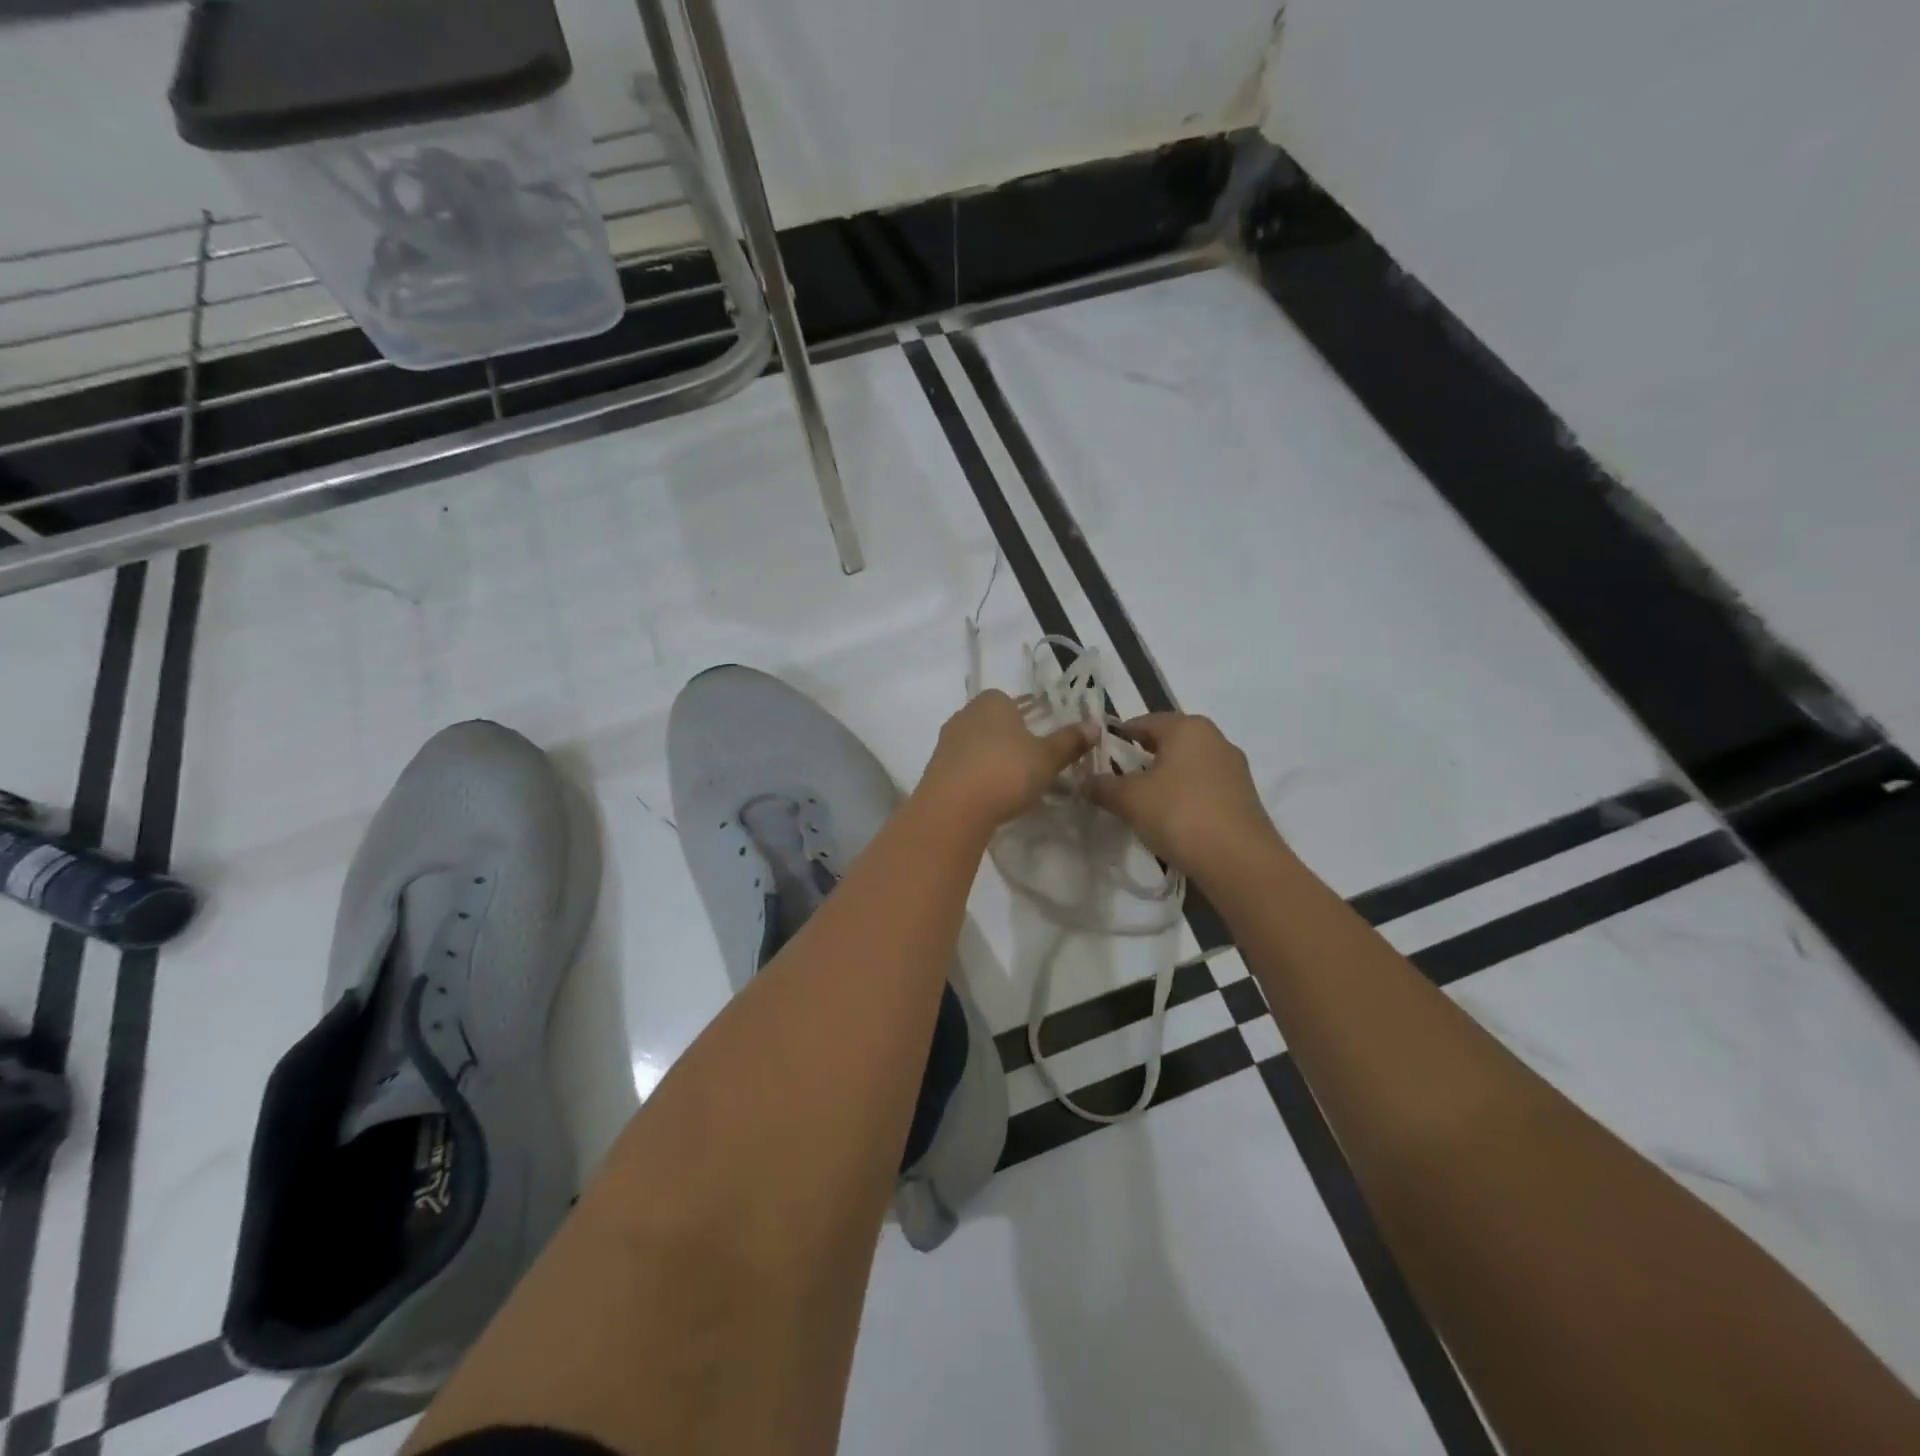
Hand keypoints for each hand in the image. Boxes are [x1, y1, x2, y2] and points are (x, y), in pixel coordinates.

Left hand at [918, 691, 1097, 830]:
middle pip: (994, 724)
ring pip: (978, 746)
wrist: (954, 807)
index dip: (1028, 720)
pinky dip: (978, 777)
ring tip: (1013, 785)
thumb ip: (1070, 741)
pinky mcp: (936, 769)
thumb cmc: (1007, 771)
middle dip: (1010, 741)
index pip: (1012, 702)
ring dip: (993, 761)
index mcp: (992, 701)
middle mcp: (965, 714)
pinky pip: (964, 767)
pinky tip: (990, 796)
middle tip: (1031, 766)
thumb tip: (1093, 726)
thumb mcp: (1047, 757)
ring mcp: (947, 741)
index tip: (1041, 742)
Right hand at [1088, 713, 1281, 877]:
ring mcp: (1234, 768)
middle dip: (1142, 758)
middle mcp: (1215, 739)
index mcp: (1187, 727)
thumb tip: (1083, 782)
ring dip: (1165, 779)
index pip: (1144, 721)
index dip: (1118, 736)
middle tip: (1116, 780)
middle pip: (1169, 742)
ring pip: (1188, 765)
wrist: (1239, 861)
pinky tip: (1171, 819)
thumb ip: (1103, 786)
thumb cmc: (1179, 814)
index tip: (1098, 755)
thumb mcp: (1130, 799)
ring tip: (1141, 803)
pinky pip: (1204, 787)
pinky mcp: (1243, 797)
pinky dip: (1184, 796)